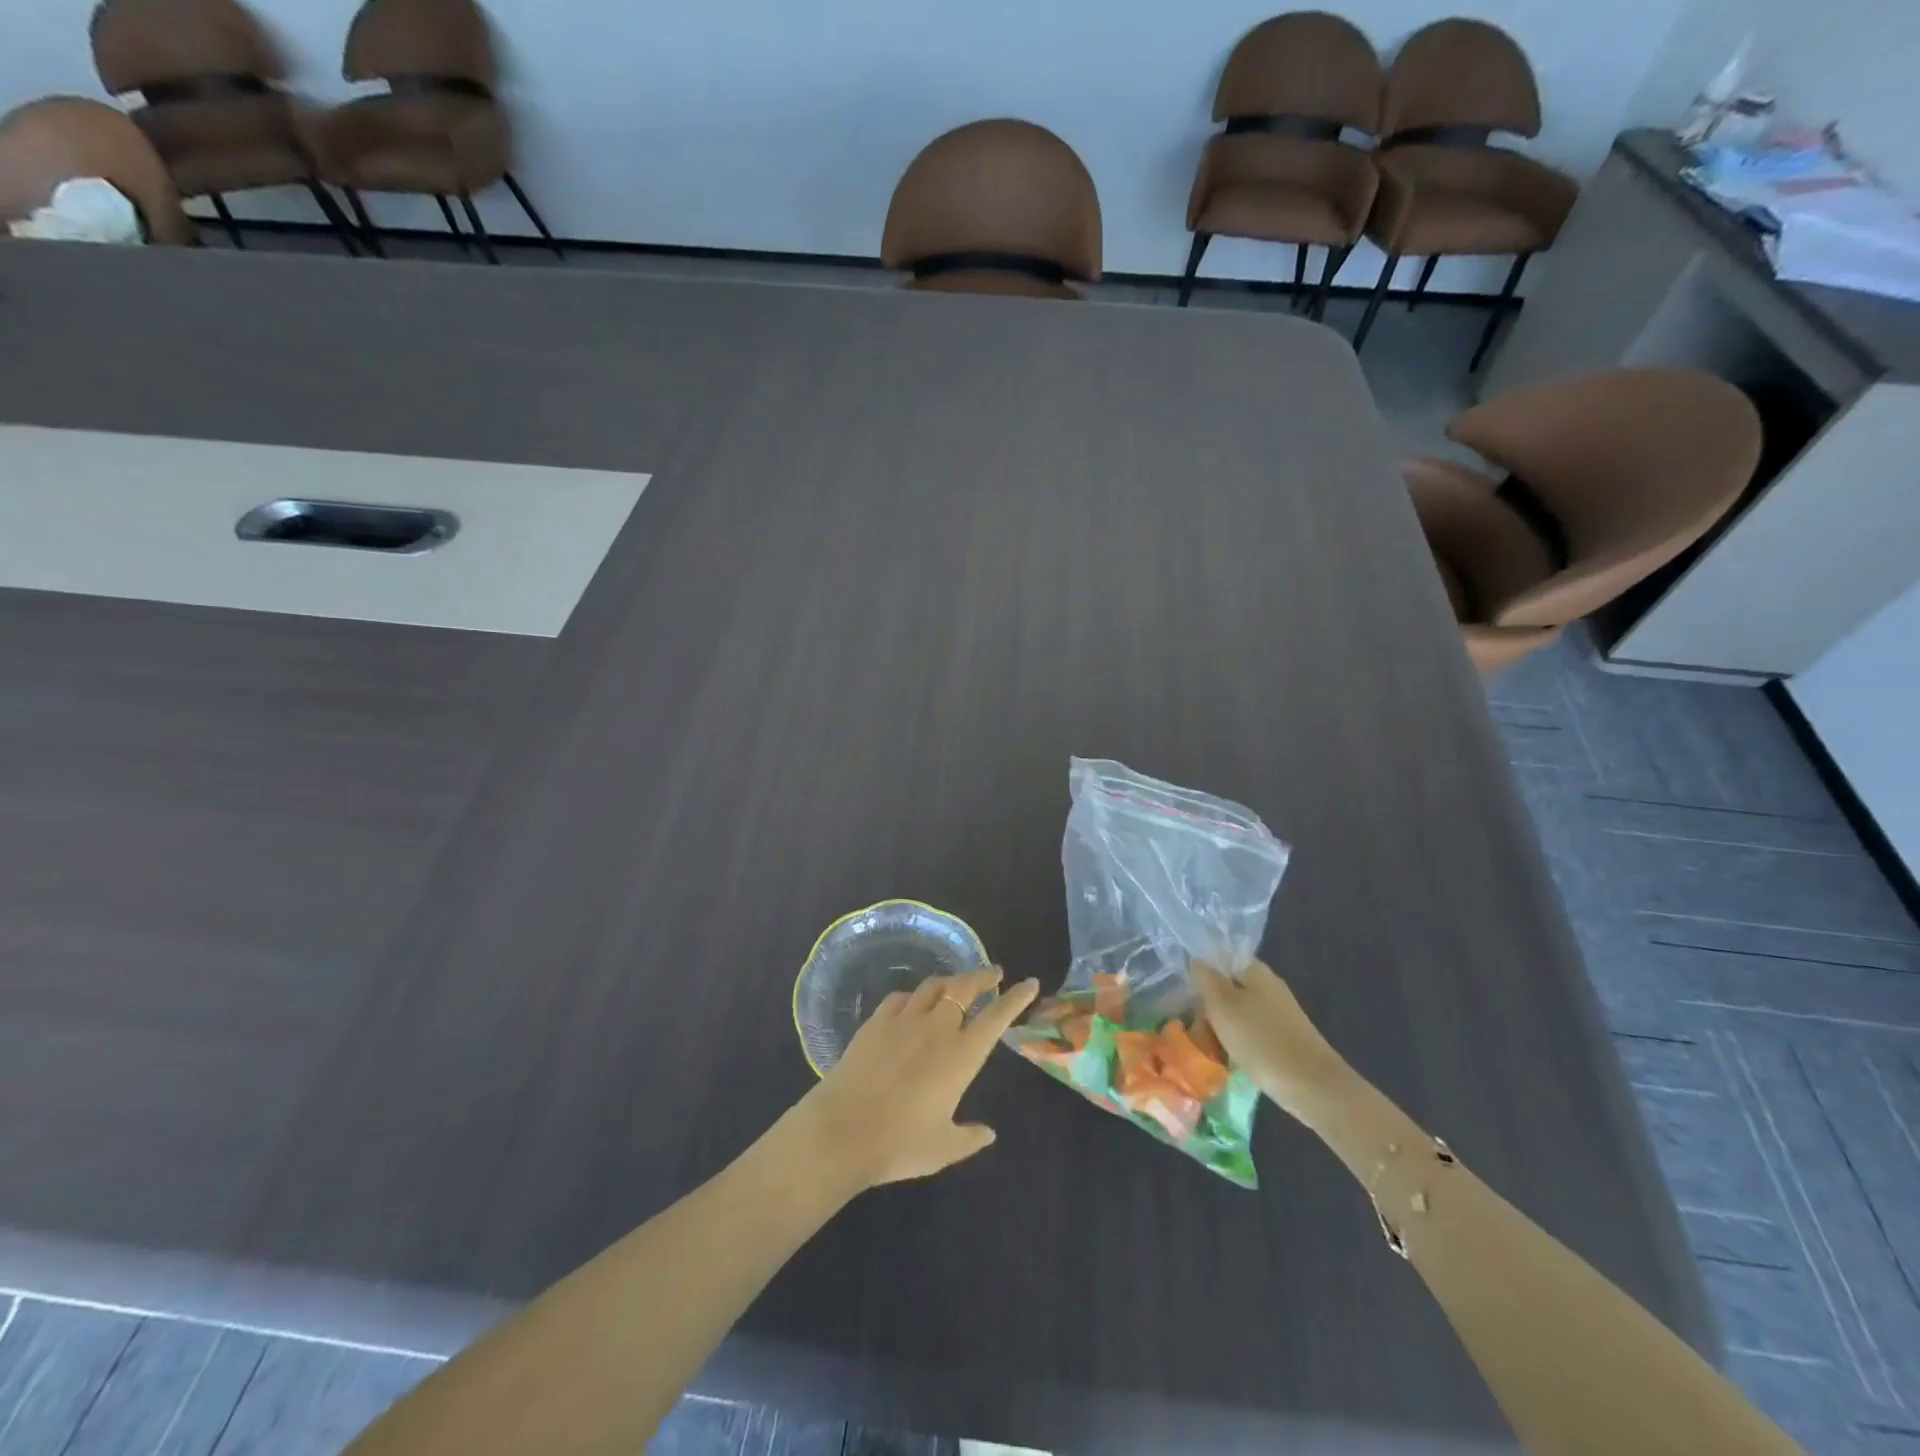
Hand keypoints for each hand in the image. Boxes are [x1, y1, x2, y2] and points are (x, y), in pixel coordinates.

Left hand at [792, 968, 1038, 1191]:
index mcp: (961, 1056)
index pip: (996, 1017)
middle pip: (964, 988)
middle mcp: (936, 1028)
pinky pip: (901, 997)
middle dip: (982, 977)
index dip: (1016, 998)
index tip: (1030, 983)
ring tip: (957, 983)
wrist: (841, 1131)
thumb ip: (969, 1138)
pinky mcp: (875, 1022)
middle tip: (993, 973)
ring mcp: (903, 1020)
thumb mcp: (942, 1149)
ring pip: (933, 986)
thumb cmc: (899, 1144)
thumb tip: (988, 1133)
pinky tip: (913, 1001)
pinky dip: (915, 994)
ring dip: (950, 981)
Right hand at [1192, 959, 1353, 1125]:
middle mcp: (1269, 987)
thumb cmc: (1260, 1039)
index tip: (1184, 994)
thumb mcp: (1222, 1004)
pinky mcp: (1284, 1039)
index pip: (1220, 960)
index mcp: (1256, 971)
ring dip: (1221, 1027)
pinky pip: (1251, 1034)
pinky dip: (1238, 1043)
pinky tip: (1229, 1059)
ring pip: (1238, 1014)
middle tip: (1193, 1026)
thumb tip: (1196, 961)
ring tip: (1207, 1046)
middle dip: (1208, 1006)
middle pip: (1228, 988)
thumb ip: (1206, 978)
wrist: (1312, 1086)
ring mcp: (1279, 1014)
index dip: (1200, 974)